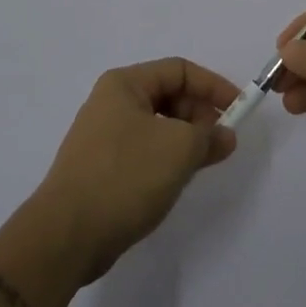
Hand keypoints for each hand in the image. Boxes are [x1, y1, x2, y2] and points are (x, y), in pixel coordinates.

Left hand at [33, 58, 240, 283]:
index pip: (179, 70)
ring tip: (202, 164)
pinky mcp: (100, 168)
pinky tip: (176, 181)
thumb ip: (209, 136)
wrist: (66, 236)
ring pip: (157, 126)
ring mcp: (102, 136)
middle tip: (222, 142)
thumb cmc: (125, 176)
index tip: (239, 109)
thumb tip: (225, 136)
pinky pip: (144, 150)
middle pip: (168, 96)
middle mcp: (110, 102)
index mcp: (124, 84)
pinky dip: (166, 159)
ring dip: (185, 140)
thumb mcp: (178, 150)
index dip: (213, 86)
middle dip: (199, 115)